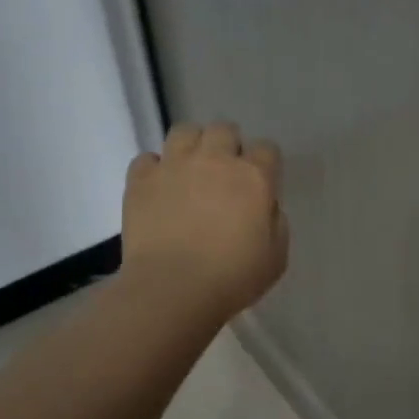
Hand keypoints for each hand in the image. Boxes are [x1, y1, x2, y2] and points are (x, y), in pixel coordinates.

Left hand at [119, 122, 288, 322]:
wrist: (173, 288)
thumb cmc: (233, 278)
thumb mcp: (276, 256)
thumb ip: (276, 222)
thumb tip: (265, 206)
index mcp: (254, 177)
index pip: (267, 149)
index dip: (264, 164)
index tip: (259, 183)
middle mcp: (215, 160)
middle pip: (224, 129)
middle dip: (227, 145)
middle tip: (223, 173)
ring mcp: (174, 165)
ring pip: (184, 131)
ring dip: (191, 145)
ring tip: (189, 170)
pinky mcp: (141, 179)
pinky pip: (147, 158)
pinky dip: (154, 169)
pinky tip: (158, 188)